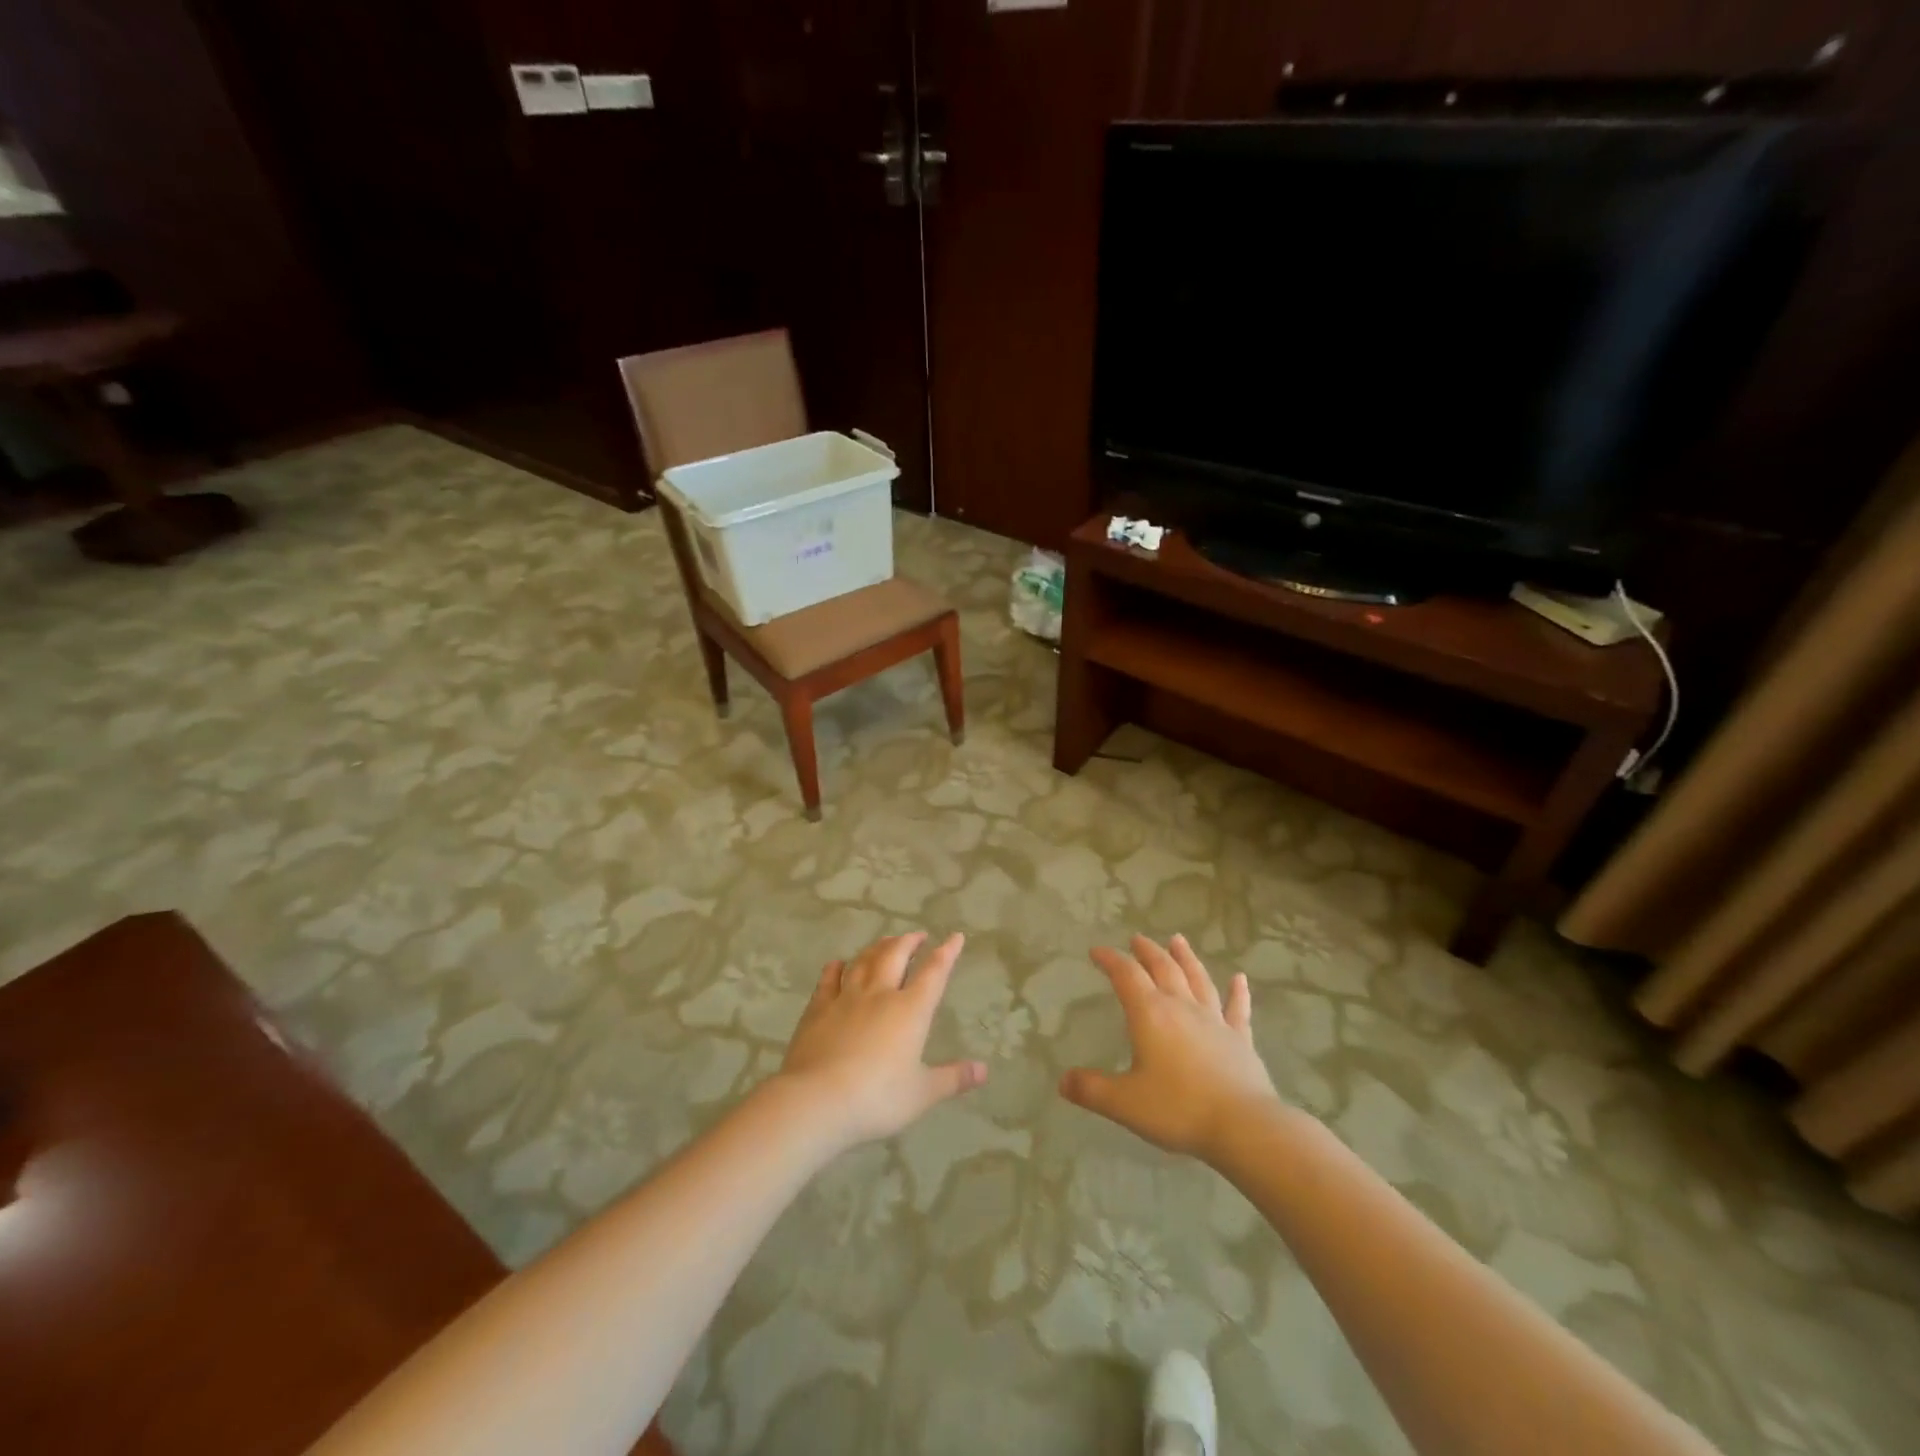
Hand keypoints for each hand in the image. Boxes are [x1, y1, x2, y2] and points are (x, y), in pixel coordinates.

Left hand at [777, 931, 986, 1151]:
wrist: (817, 1100)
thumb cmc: (877, 1098)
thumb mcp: (922, 1094)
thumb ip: (953, 1078)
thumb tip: (984, 1070)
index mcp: (910, 1010)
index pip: (933, 973)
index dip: (946, 953)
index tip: (955, 936)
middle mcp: (879, 994)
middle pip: (895, 956)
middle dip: (909, 942)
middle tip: (917, 935)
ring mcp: (845, 998)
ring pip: (864, 962)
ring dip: (877, 948)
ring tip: (885, 942)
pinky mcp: (817, 1010)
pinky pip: (828, 980)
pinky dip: (835, 968)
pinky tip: (837, 964)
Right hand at [1060, 933, 1281, 1164]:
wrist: (1243, 1126)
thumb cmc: (1178, 1109)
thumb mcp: (1124, 1103)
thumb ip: (1091, 1089)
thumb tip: (1063, 1081)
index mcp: (1151, 1014)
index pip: (1126, 975)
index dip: (1110, 960)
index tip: (1097, 951)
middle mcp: (1182, 1007)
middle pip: (1163, 968)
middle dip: (1147, 951)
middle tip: (1137, 938)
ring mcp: (1215, 1021)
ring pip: (1198, 979)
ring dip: (1186, 958)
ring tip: (1178, 940)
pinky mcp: (1240, 1040)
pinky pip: (1238, 1009)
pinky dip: (1238, 992)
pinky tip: (1240, 979)